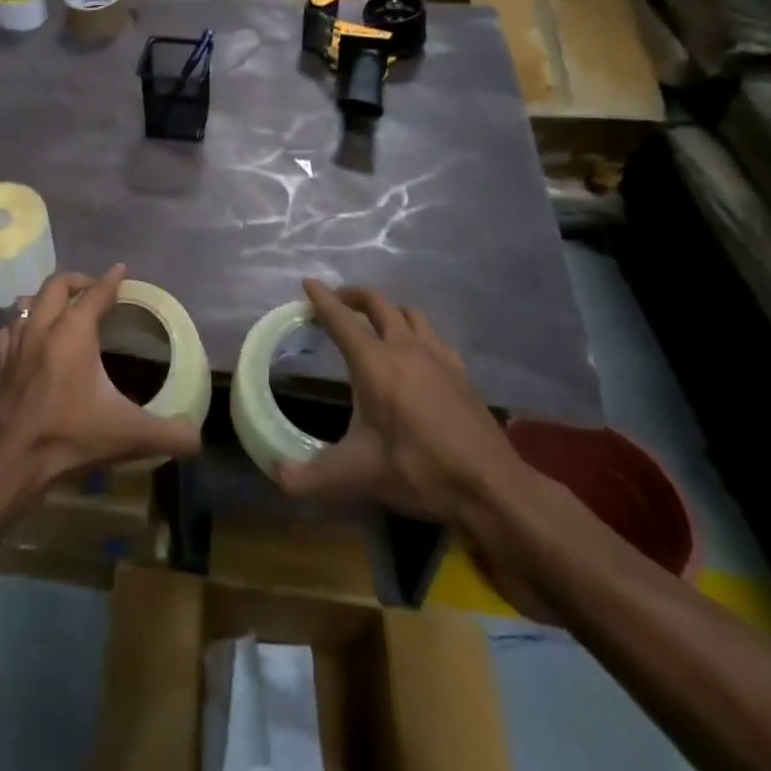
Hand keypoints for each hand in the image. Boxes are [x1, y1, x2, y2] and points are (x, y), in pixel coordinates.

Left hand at [0, 265, 202, 495]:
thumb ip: (169, 435)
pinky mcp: (0, 365)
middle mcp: (42, 328)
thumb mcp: (129, 435)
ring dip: (46, 299)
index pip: (96, 293)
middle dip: (78, 280)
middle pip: (57, 285)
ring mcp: (16, 344)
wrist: (11, 462)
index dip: (112, 280)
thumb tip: (196, 437)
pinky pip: (10, 330)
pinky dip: (22, 324)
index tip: (121, 270)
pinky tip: (30, 337)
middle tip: (95, 288)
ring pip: (28, 303)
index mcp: (73, 332)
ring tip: (62, 308)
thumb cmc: (70, 437)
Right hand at [276, 280, 530, 528]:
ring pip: (409, 313)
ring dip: (387, 310)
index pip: (341, 319)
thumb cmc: (419, 471)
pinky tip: (416, 353)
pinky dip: (416, 332)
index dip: (321, 299)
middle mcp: (404, 348)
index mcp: (374, 363)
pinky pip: (433, 335)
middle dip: (353, 296)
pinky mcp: (460, 372)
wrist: (492, 488)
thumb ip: (312, 476)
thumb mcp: (358, 475)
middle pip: (377, 303)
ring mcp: (438, 357)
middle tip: (338, 302)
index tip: (308, 282)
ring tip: (375, 323)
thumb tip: (277, 475)